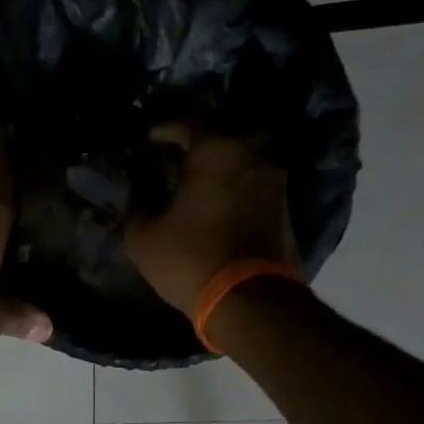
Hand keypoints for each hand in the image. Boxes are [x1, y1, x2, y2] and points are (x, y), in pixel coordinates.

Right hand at [125, 124, 299, 314]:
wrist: (250, 299)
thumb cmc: (190, 258)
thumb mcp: (143, 234)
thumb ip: (138, 200)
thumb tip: (141, 182)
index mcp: (216, 150)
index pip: (187, 123)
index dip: (165, 129)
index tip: (150, 138)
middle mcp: (251, 153)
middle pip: (219, 137)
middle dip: (195, 145)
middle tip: (173, 158)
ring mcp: (274, 179)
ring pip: (240, 160)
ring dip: (218, 167)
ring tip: (194, 181)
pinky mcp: (285, 206)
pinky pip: (252, 183)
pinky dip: (233, 186)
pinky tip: (216, 201)